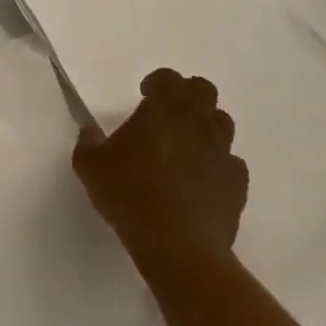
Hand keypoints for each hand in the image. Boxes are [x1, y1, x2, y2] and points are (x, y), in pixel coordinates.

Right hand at [72, 69, 248, 280]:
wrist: (178, 247)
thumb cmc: (129, 196)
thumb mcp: (90, 166)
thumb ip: (88, 142)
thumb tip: (90, 132)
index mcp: (162, 112)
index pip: (168, 78)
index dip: (157, 81)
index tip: (144, 94)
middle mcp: (196, 124)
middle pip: (204, 90)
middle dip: (188, 94)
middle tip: (169, 113)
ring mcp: (222, 154)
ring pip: (223, 122)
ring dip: (206, 125)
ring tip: (187, 144)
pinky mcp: (237, 185)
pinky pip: (232, 162)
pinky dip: (219, 163)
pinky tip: (202, 179)